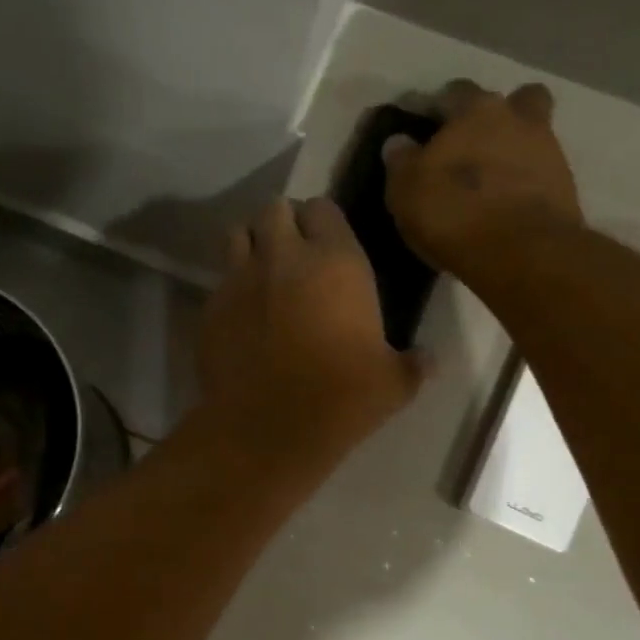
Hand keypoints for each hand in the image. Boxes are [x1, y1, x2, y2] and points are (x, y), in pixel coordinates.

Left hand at [196, 197, 426, 470]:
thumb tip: (429, 359)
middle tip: (296, 254)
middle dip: (285, 223)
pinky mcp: (210, 308)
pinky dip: (232, 287)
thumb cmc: (340, 400)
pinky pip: (220, 281)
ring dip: (253, 245)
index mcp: (336, 262)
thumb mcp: (393, 385)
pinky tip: (244, 316)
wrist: (267, 431)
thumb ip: (413, 364)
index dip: (324, 222)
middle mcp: (283, 257)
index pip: (323, 208)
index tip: (329, 244)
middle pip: (275, 210)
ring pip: (239, 235)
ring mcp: (240, 280)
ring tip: (265, 273)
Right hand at [383, 80, 583, 274]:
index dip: (440, 106)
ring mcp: (549, 151)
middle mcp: (518, 119)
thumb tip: (399, 142)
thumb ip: (402, 161)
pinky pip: (542, 174)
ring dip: (515, 150)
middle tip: (473, 145)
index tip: (427, 127)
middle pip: (515, 101)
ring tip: (491, 181)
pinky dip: (526, 183)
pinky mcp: (566, 188)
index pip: (456, 91)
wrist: (520, 252)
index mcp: (476, 110)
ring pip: (533, 136)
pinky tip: (507, 205)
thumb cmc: (453, 211)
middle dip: (496, 116)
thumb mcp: (406, 189)